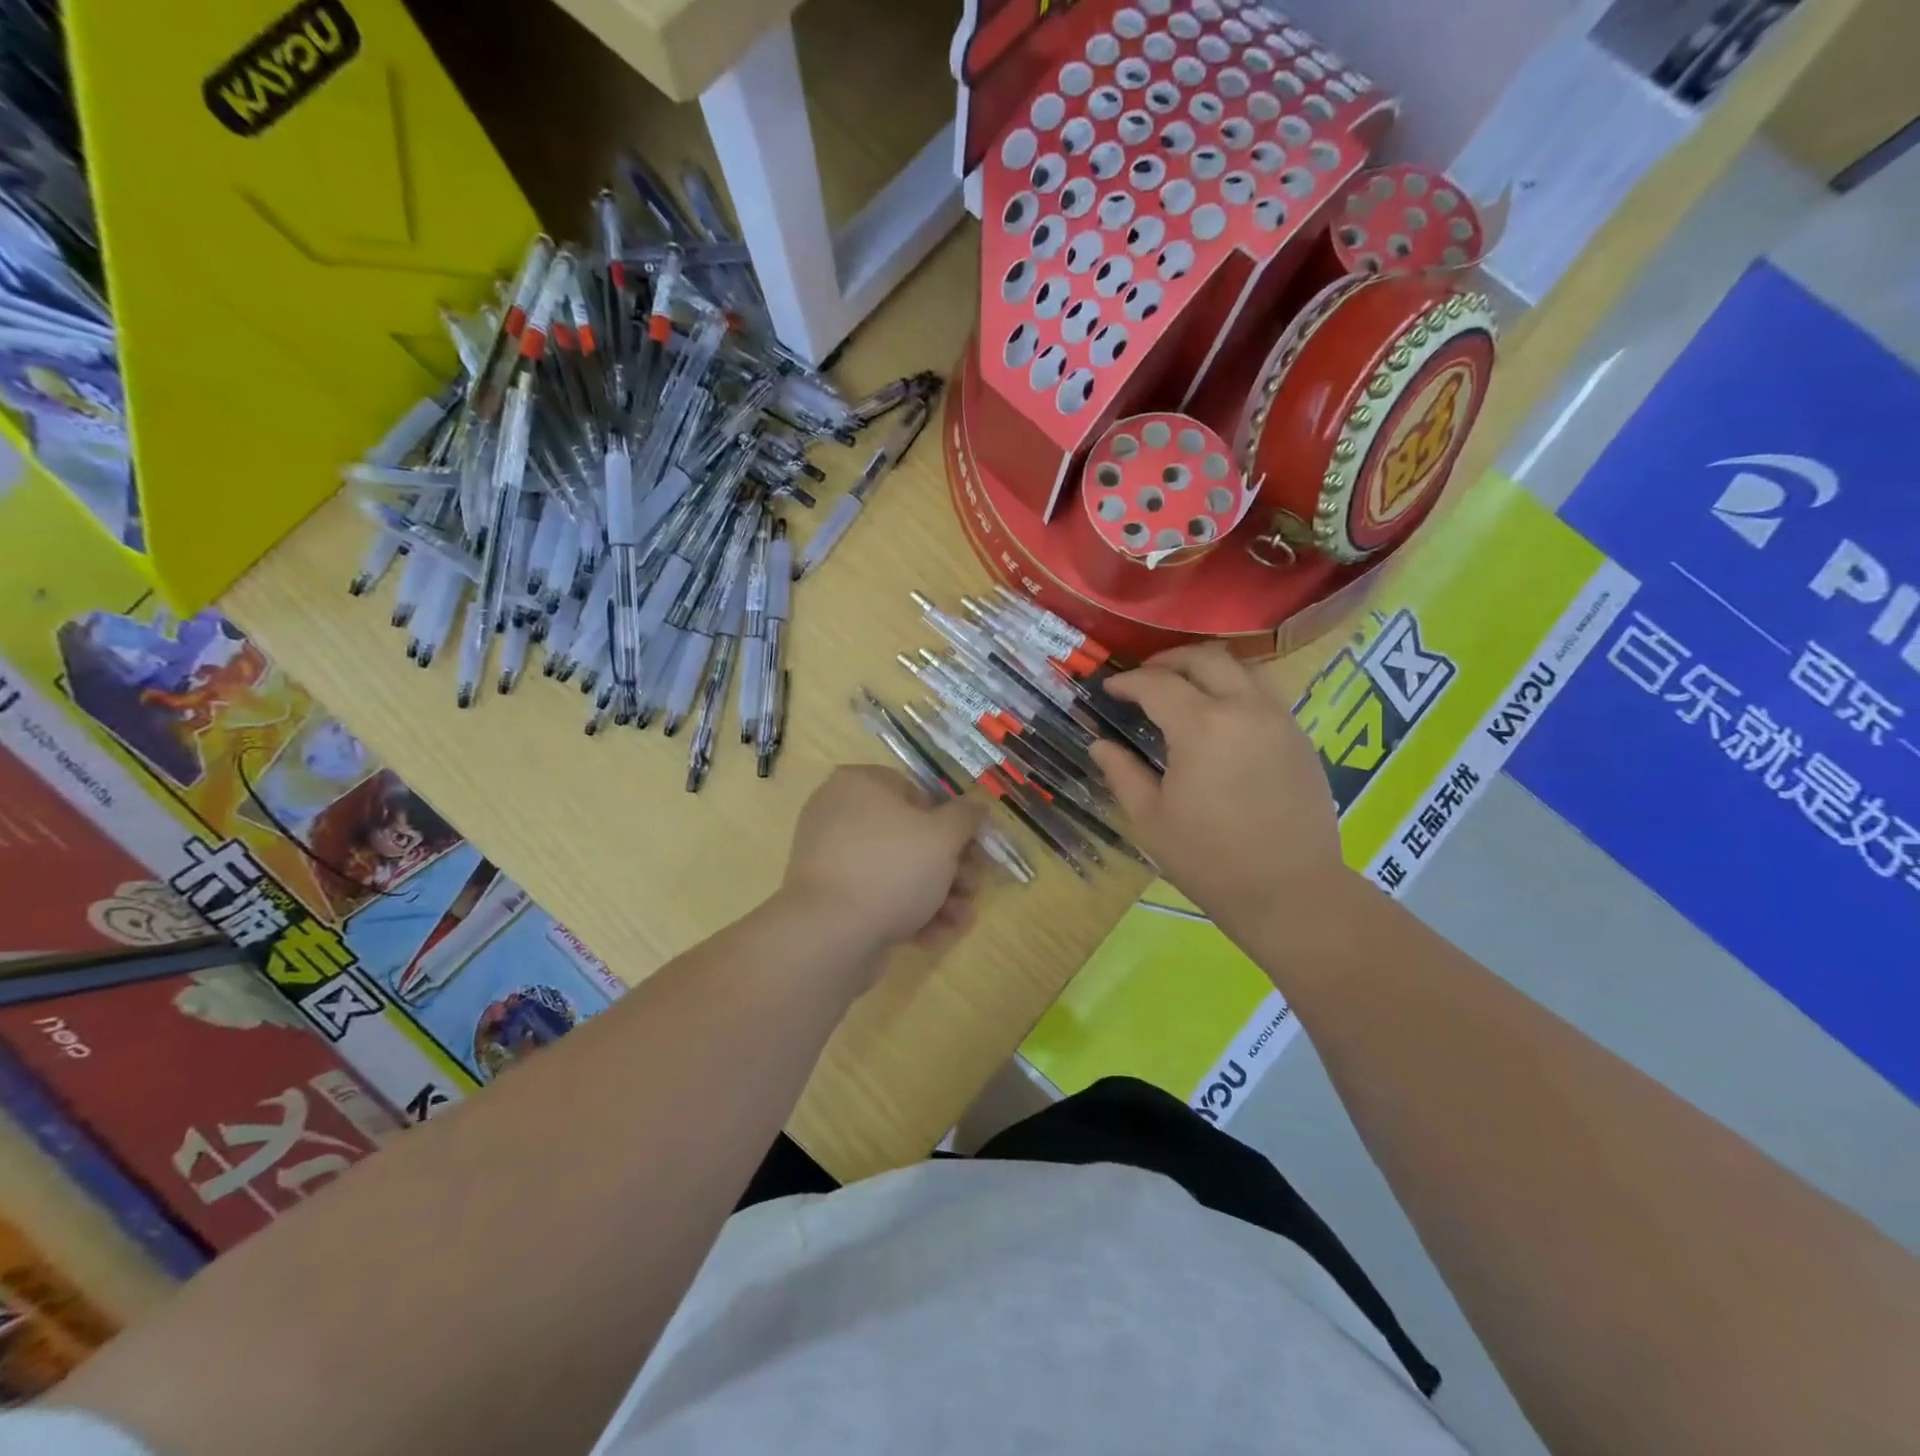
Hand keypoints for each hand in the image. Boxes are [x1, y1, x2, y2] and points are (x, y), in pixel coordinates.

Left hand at [781, 765, 989, 959]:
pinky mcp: (830, 898)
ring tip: (961, 919)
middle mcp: (840, 814)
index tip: (976, 849)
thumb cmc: (892, 868)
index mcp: (860, 784)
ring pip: (897, 870)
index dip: (953, 823)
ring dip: (937, 895)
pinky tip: (934, 936)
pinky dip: (907, 912)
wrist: (830, 935)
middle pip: (910, 836)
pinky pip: (876, 896)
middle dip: (950, 867)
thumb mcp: (943, 836)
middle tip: (973, 888)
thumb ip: (966, 816)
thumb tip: (977, 804)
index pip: (918, 793)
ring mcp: (832, 858)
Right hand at [1090, 645, 1348, 940]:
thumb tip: (1100, 744)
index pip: (1157, 684)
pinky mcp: (1299, 736)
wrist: (1290, 892)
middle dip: (1168, 661)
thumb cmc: (1209, 860)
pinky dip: (1236, 688)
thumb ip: (1122, 773)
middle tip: (1144, 678)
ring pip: (1242, 668)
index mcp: (1201, 727)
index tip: (1109, 689)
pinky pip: (1264, 693)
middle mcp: (1244, 708)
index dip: (1127, 682)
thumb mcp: (1151, 818)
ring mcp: (1278, 719)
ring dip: (1206, 668)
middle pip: (1205, 658)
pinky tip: (1220, 716)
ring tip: (1184, 688)